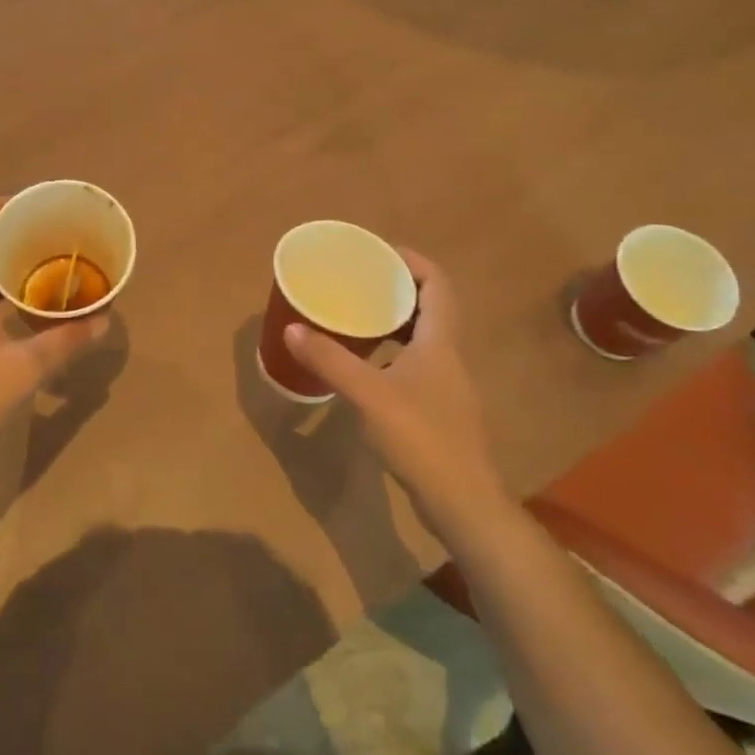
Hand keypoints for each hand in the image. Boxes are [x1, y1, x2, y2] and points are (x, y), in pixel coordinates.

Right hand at [284, 250, 515, 538]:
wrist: (462, 502)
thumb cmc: (421, 438)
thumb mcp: (369, 394)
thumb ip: (330, 360)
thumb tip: (291, 328)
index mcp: (440, 342)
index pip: (438, 284)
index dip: (413, 261)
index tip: (379, 252)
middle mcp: (448, 356)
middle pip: (430, 307)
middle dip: (397, 288)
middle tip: (360, 282)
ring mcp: (446, 385)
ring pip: (422, 338)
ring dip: (394, 321)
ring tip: (357, 316)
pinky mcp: (438, 410)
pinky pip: (415, 364)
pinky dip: (391, 353)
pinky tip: (365, 366)